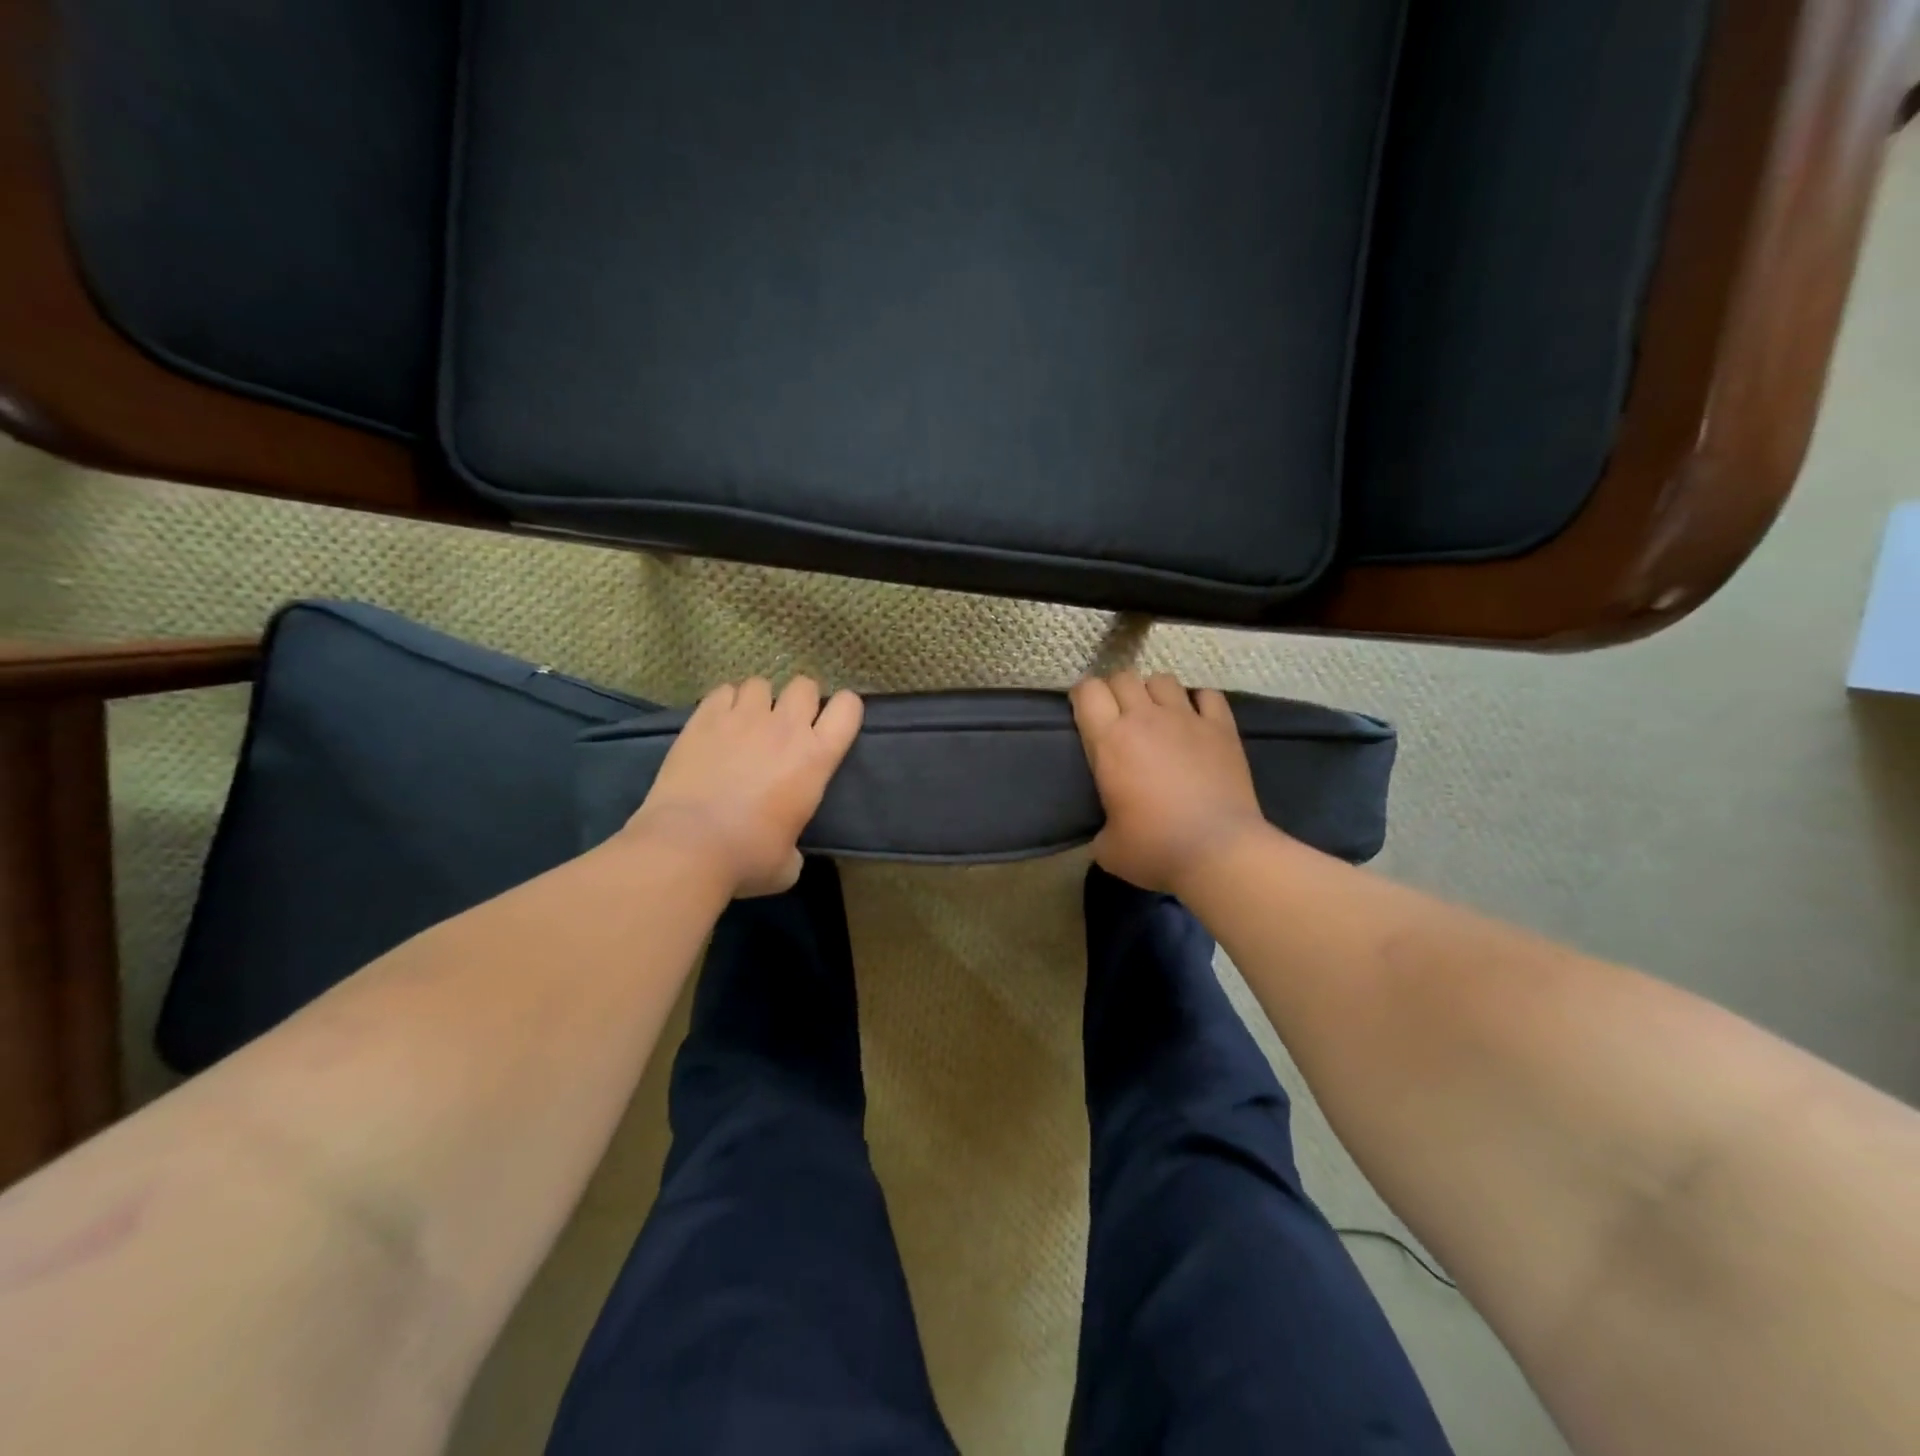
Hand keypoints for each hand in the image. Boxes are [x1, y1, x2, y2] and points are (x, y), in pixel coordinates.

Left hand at [624, 677, 862, 896]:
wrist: (687, 847)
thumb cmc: (747, 857)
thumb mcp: (787, 863)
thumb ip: (794, 847)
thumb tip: (787, 852)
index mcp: (816, 757)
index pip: (848, 708)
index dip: (843, 710)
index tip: (831, 725)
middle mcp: (785, 727)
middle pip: (804, 685)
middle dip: (799, 700)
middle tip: (786, 726)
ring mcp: (743, 717)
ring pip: (760, 683)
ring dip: (759, 701)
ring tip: (747, 723)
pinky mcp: (704, 718)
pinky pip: (723, 691)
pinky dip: (724, 703)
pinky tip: (717, 724)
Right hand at [1070, 671, 1267, 895]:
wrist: (1220, 852)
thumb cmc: (1156, 849)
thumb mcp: (1108, 847)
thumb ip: (1101, 826)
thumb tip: (1108, 829)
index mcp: (1110, 741)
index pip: (1088, 692)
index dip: (1083, 697)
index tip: (1084, 713)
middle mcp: (1146, 719)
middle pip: (1123, 677)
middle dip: (1115, 691)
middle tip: (1118, 717)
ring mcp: (1187, 719)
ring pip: (1162, 680)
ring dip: (1153, 693)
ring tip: (1156, 715)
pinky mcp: (1222, 728)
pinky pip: (1207, 695)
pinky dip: (1198, 701)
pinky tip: (1196, 719)